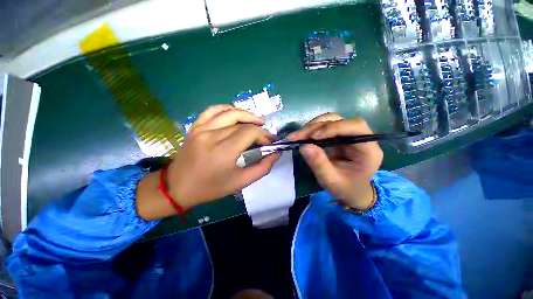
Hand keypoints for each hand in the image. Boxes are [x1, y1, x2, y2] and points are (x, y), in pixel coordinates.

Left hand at [137, 105, 279, 219]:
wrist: (177, 186)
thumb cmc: (211, 187)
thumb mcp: (240, 182)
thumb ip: (262, 168)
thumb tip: (275, 154)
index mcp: (224, 151)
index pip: (250, 132)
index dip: (264, 135)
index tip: (270, 142)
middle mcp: (212, 135)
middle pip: (242, 123)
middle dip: (258, 128)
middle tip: (265, 136)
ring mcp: (202, 128)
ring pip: (230, 112)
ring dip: (247, 115)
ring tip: (257, 121)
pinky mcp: (196, 126)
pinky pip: (213, 110)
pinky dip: (227, 108)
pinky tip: (236, 114)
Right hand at [288, 113, 382, 210]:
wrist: (351, 191)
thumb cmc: (346, 188)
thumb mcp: (331, 181)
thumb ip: (319, 164)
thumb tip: (304, 146)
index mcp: (368, 149)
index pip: (355, 126)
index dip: (334, 127)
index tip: (314, 136)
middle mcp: (360, 137)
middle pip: (339, 120)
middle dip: (316, 127)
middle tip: (296, 137)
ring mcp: (348, 134)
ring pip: (329, 120)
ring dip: (311, 127)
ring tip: (296, 136)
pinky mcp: (338, 135)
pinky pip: (324, 127)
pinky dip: (311, 130)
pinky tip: (301, 137)